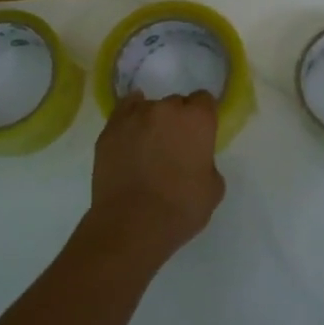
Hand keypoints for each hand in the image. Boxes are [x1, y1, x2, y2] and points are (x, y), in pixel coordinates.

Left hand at [87, 90, 225, 265]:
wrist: (132, 224)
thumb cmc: (181, 208)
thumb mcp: (213, 188)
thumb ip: (207, 162)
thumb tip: (195, 160)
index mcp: (197, 119)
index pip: (204, 100)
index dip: (203, 117)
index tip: (200, 134)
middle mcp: (166, 108)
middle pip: (176, 103)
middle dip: (177, 120)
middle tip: (174, 146)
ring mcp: (134, 116)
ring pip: (148, 108)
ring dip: (152, 121)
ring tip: (147, 147)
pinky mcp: (109, 129)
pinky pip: (123, 112)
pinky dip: (129, 119)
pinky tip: (130, 133)